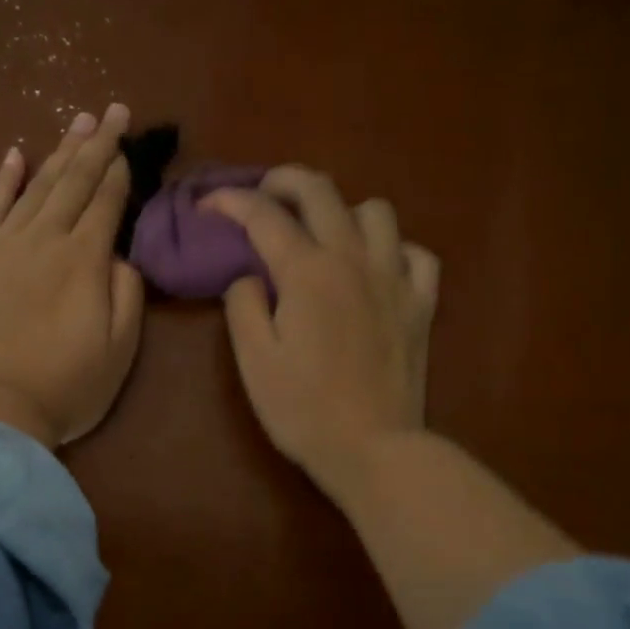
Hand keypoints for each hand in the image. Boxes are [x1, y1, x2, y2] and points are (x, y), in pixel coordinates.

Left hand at [0, 105, 144, 446]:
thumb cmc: (65, 386)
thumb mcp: (120, 349)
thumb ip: (127, 293)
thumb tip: (120, 255)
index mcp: (85, 260)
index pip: (106, 203)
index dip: (120, 171)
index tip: (129, 145)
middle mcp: (44, 239)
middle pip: (74, 181)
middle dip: (97, 145)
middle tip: (113, 111)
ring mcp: (3, 245)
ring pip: (36, 186)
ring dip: (59, 151)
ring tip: (78, 121)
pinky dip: (3, 178)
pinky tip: (15, 154)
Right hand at [204, 168, 439, 491]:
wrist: (373, 448)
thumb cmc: (303, 409)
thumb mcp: (254, 360)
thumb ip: (244, 305)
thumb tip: (250, 275)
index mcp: (307, 272)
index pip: (263, 215)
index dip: (230, 201)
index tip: (207, 204)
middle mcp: (353, 260)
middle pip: (320, 191)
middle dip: (283, 180)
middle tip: (262, 194)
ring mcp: (394, 278)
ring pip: (376, 211)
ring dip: (343, 211)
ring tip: (324, 233)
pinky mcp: (422, 304)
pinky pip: (417, 254)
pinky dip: (395, 250)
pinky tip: (378, 267)